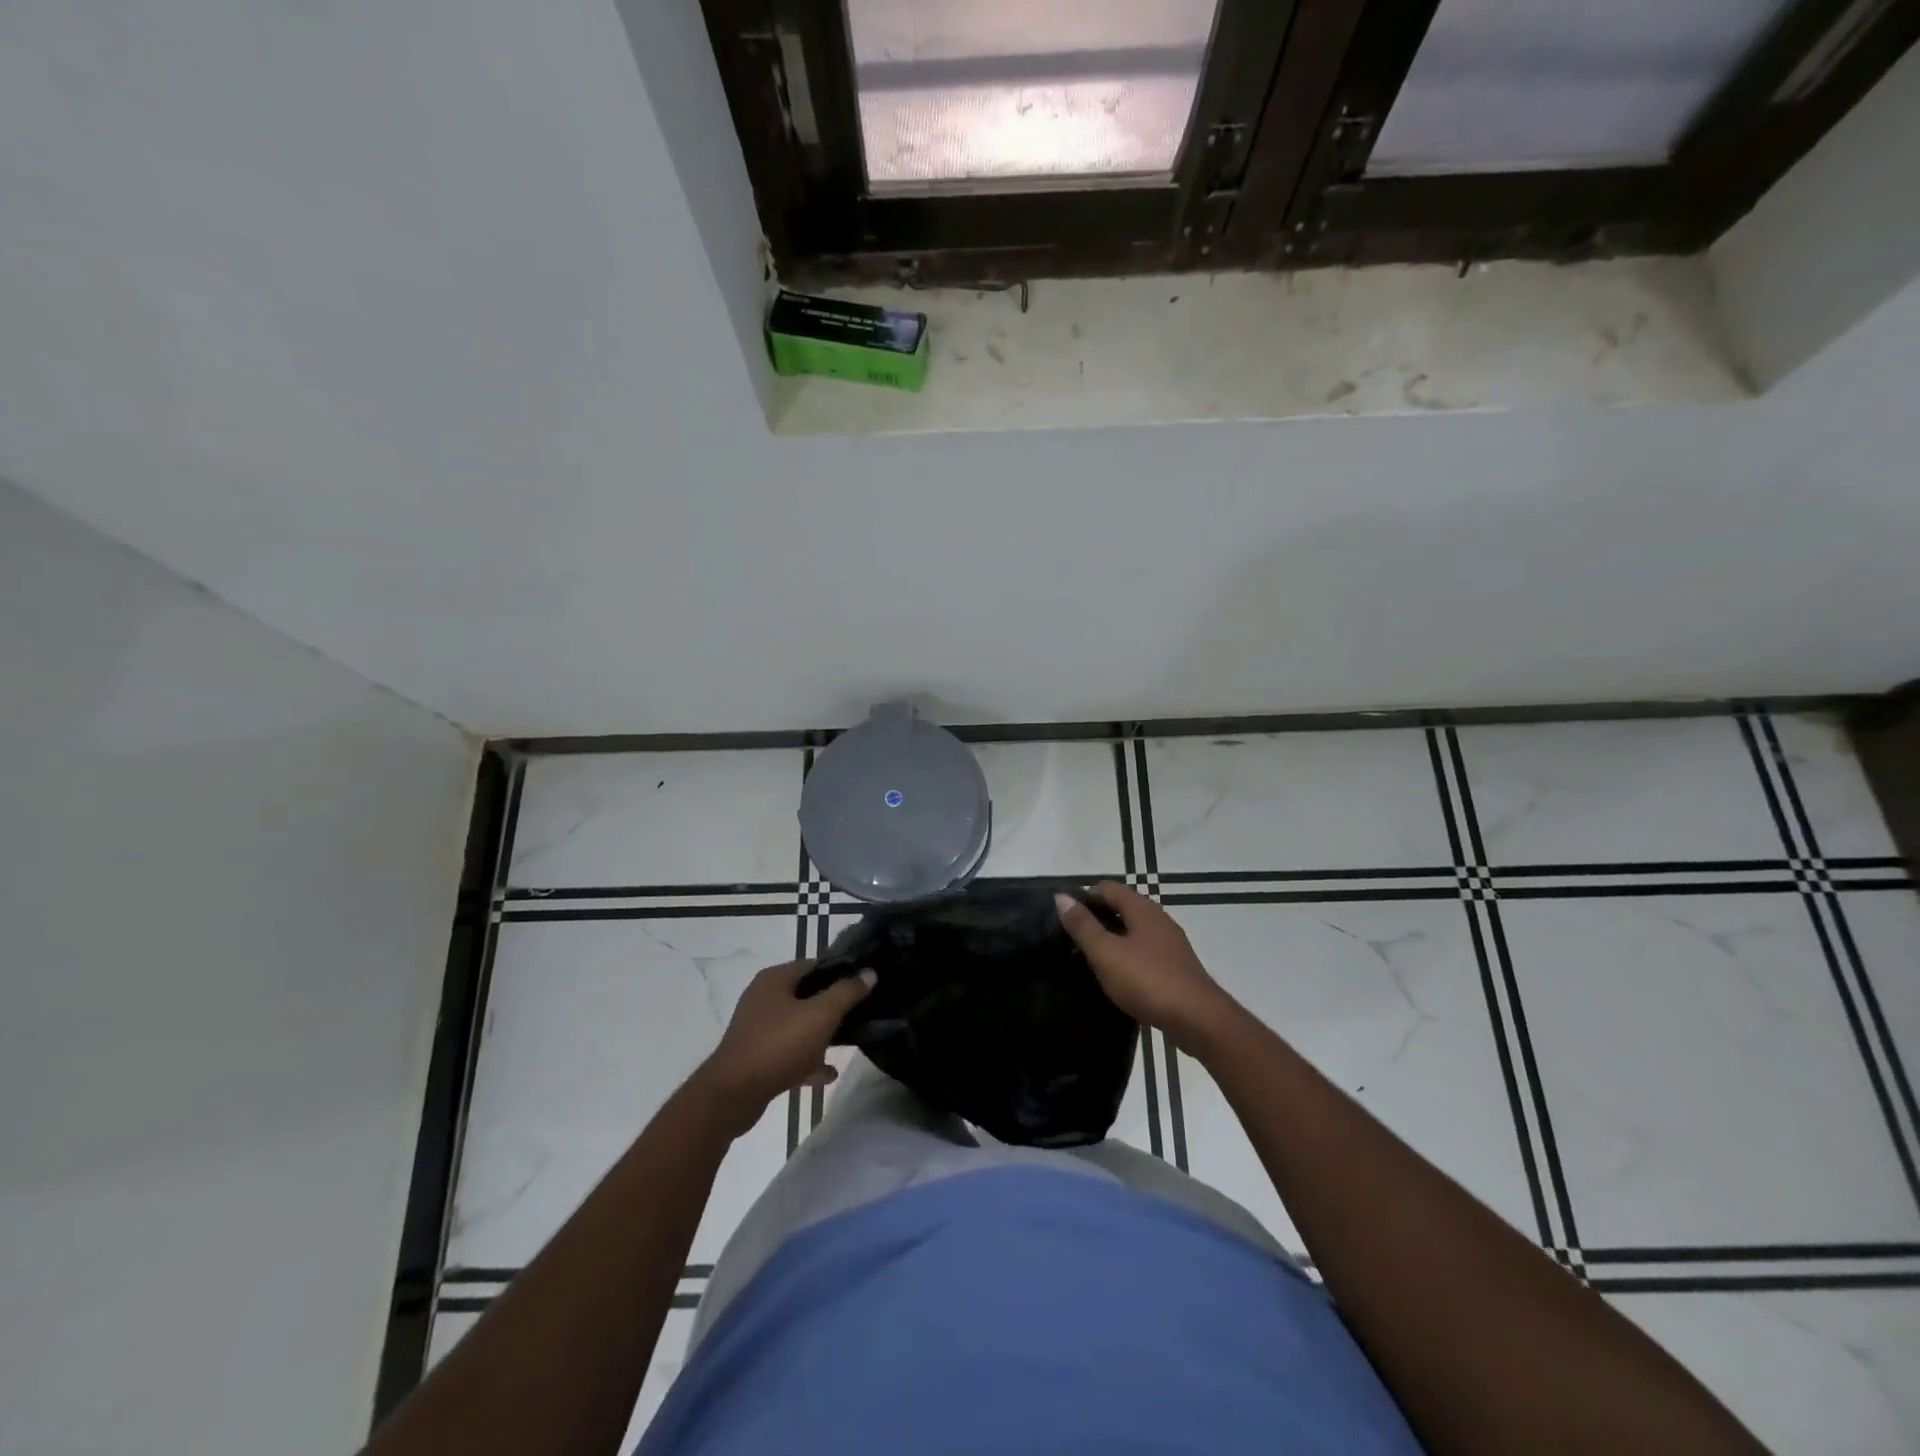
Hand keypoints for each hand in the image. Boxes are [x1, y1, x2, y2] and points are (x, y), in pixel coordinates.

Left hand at [692, 960, 875, 1136]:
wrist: (732, 1096)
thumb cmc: (779, 1045)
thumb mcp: (820, 1015)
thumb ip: (846, 992)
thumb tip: (869, 972)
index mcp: (775, 979)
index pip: (815, 964)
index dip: (841, 972)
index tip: (864, 983)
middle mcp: (763, 998)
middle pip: (807, 995)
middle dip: (833, 1006)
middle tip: (860, 1014)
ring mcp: (758, 1028)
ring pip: (798, 1025)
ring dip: (821, 1034)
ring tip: (848, 1043)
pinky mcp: (756, 1056)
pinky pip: (789, 1051)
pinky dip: (807, 1059)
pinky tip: (828, 1073)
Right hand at [1057, 884, 1238, 1047]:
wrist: (1198, 1020)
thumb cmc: (1148, 980)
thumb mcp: (1106, 953)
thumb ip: (1083, 926)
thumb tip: (1061, 897)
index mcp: (1142, 910)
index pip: (1108, 888)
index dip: (1084, 896)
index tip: (1064, 916)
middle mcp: (1158, 920)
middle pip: (1122, 908)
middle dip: (1096, 918)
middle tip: (1070, 938)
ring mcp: (1170, 945)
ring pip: (1133, 932)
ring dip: (1111, 939)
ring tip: (1087, 958)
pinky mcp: (1175, 968)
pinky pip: (1144, 953)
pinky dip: (1126, 957)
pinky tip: (1115, 976)